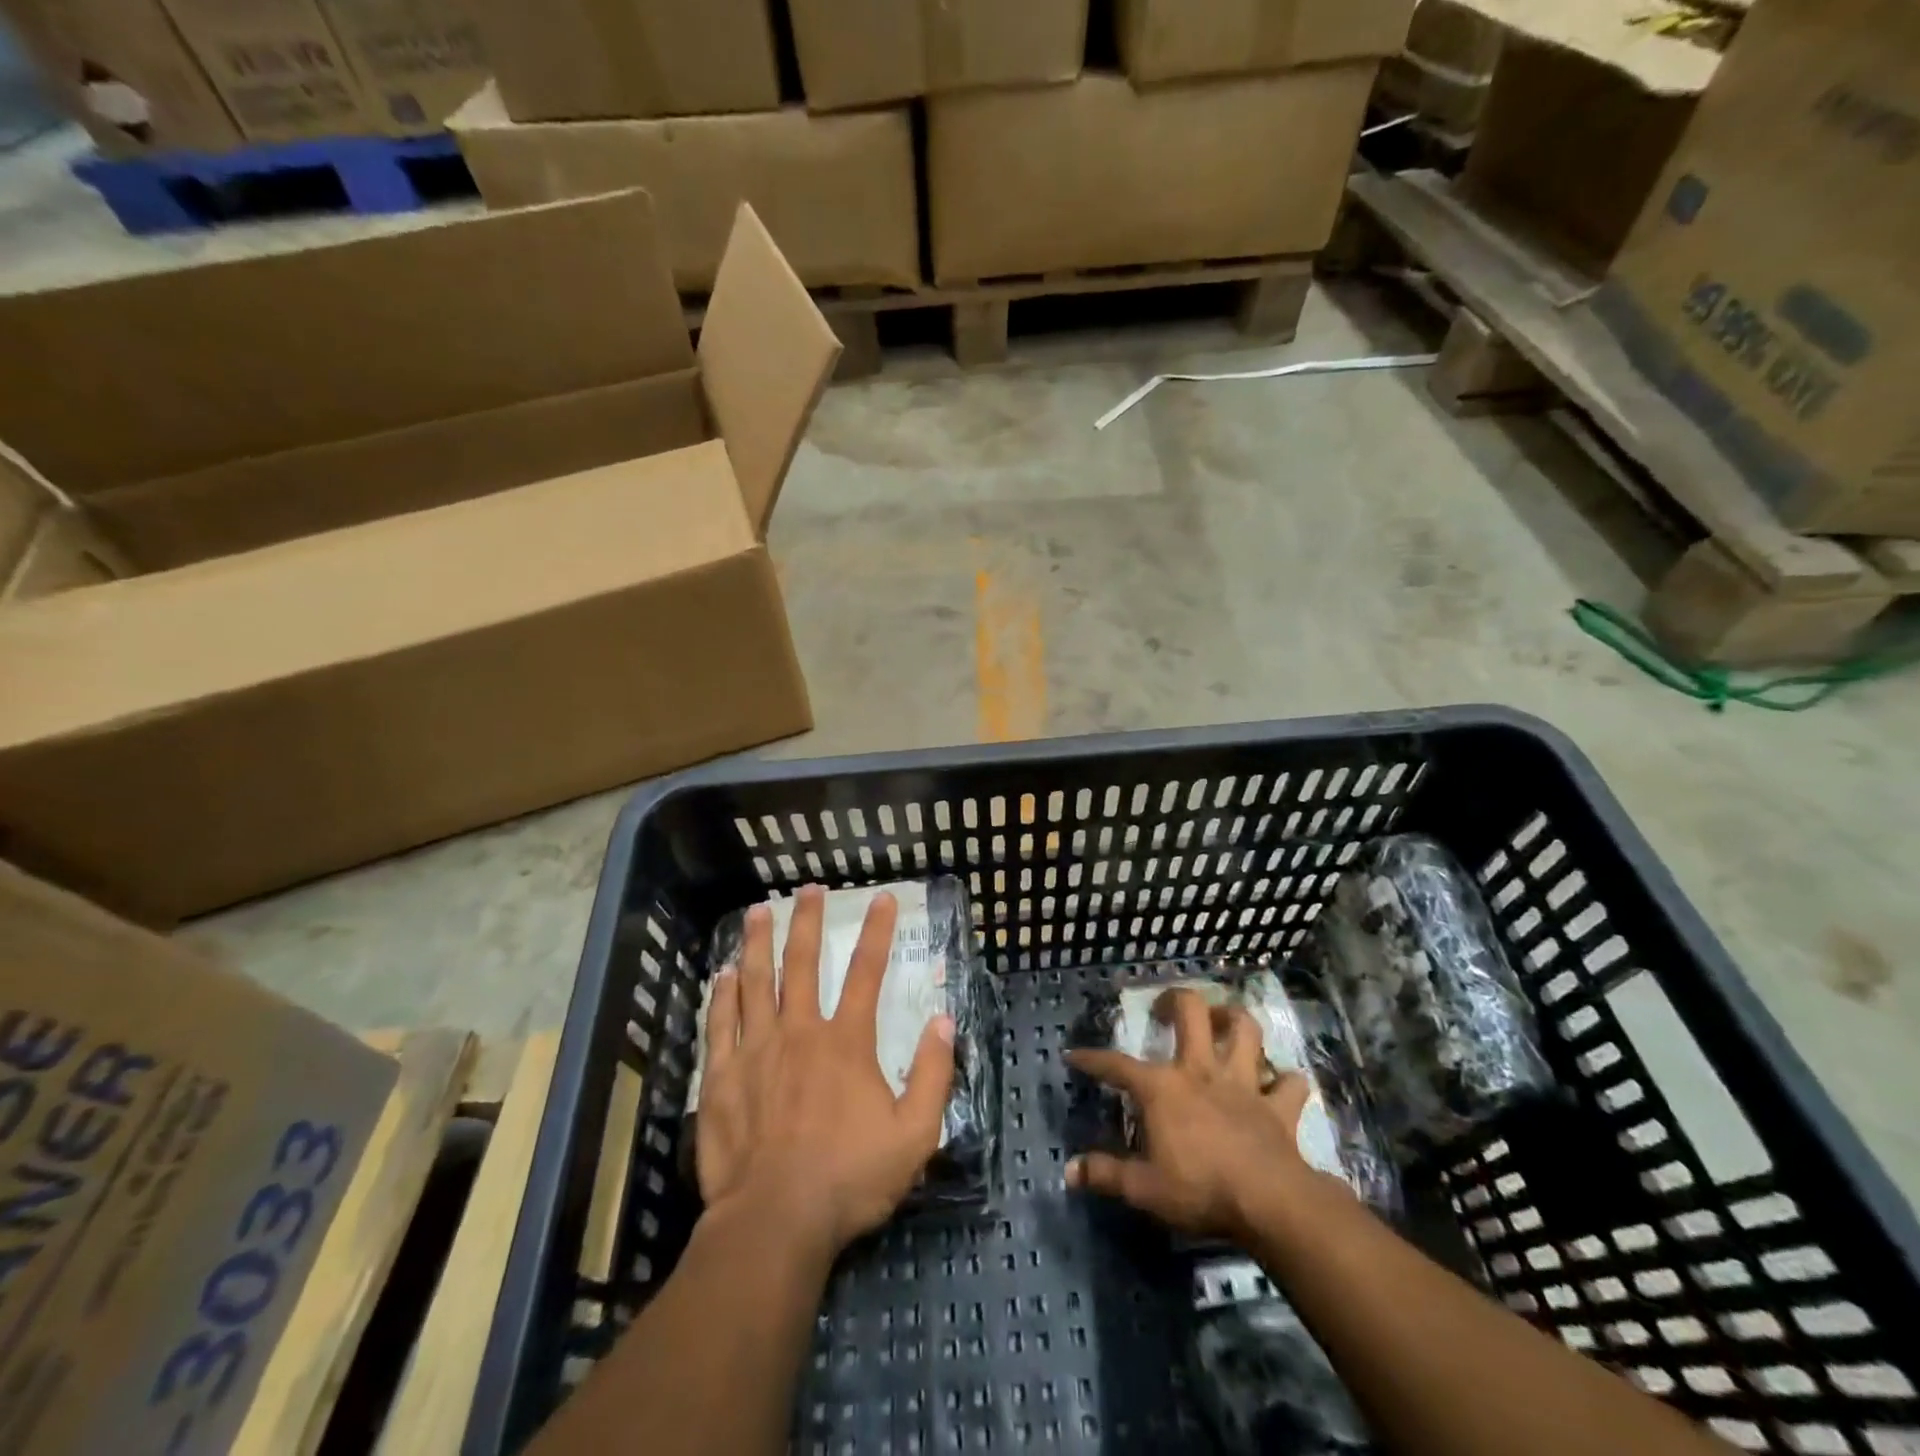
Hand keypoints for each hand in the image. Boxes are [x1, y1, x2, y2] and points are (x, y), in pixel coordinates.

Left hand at [697, 886, 955, 1259]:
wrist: (775, 1221)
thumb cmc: (849, 1178)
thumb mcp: (914, 1134)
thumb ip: (933, 1074)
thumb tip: (943, 1020)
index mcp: (846, 1042)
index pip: (867, 972)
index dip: (877, 931)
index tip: (883, 898)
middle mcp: (799, 1032)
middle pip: (803, 964)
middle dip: (808, 921)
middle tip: (808, 889)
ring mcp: (755, 1051)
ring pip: (755, 982)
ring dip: (759, 943)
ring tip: (759, 910)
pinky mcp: (722, 1077)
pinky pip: (720, 1023)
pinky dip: (722, 994)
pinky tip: (722, 973)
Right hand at [1065, 988, 1348, 1241]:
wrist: (1270, 1203)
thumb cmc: (1200, 1189)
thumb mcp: (1144, 1189)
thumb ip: (1106, 1175)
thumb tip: (1069, 1171)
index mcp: (1163, 1088)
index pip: (1117, 1065)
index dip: (1093, 1060)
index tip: (1074, 1055)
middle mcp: (1201, 1071)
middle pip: (1192, 1012)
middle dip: (1176, 1000)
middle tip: (1166, 1007)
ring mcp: (1243, 1084)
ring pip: (1246, 1030)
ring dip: (1235, 1020)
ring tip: (1225, 1022)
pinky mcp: (1278, 1107)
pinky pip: (1290, 1083)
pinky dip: (1286, 1081)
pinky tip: (1279, 1083)